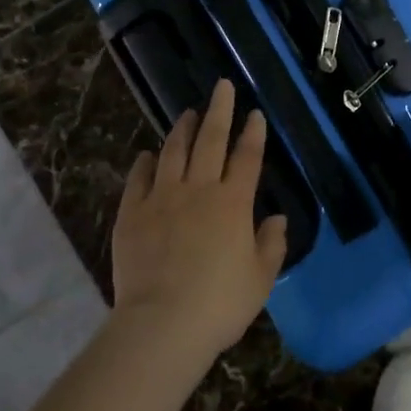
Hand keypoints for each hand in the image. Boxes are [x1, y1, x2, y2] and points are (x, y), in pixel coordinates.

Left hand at [111, 80, 287, 360]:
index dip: (253, 133)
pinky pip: (139, 178)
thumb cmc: (219, 304)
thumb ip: (271, 244)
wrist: (163, 323)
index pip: (247, 158)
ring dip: (182, 129)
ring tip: (188, 113)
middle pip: (211, 141)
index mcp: (233, 203)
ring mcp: (162, 198)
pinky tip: (148, 154)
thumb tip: (277, 218)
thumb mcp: (260, 279)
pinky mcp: (132, 213)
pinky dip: (146, 162)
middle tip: (222, 87)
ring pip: (173, 151)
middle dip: (220, 110)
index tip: (255, 114)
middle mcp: (198, 190)